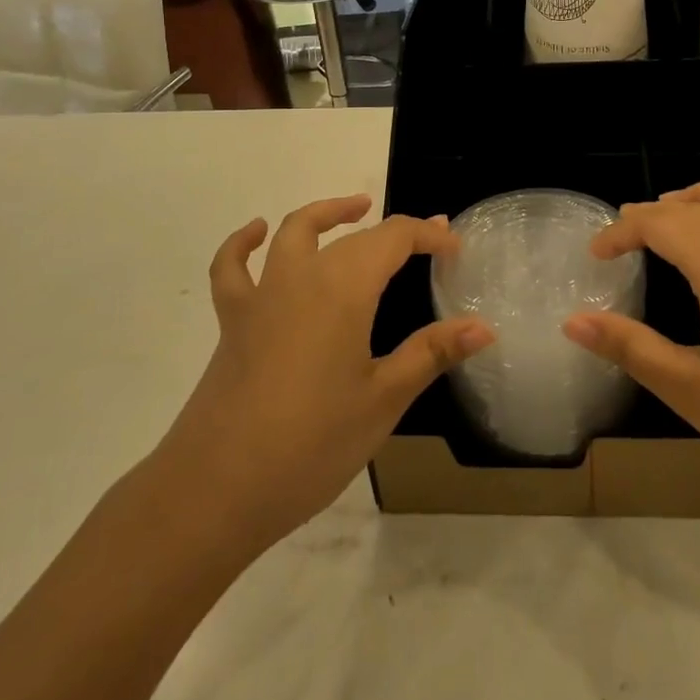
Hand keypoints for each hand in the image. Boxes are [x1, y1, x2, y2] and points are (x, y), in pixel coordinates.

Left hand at [155, 195, 493, 554]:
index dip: (428, 235)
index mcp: (344, 289)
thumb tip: (484, 327)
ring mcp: (261, 296)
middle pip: (354, 237)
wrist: (215, 490)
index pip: (394, 239)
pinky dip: (244, 243)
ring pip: (295, 232)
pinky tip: (256, 233)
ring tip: (356, 209)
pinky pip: (233, 268)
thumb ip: (432, 353)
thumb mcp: (383, 399)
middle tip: (428, 241)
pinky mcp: (233, 321)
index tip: (455, 248)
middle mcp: (302, 277)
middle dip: (395, 232)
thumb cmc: (311, 444)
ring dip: (328, 214)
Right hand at [564, 179, 699, 517]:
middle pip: (695, 208)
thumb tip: (573, 322)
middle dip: (652, 215)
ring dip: (699, 198)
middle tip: (621, 237)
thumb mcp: (693, 391)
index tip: (595, 255)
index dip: (622, 232)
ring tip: (671, 214)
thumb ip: (631, 348)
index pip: (661, 224)